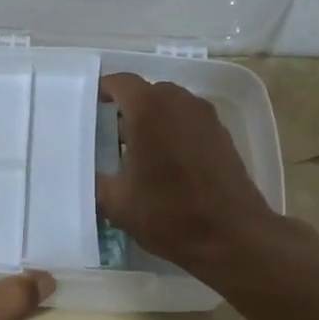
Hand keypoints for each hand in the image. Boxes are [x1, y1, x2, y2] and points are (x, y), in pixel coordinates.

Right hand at [95, 73, 279, 275]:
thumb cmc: (169, 214)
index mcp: (149, 110)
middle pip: (148, 92)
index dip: (104, 90)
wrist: (232, 237)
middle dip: (128, 107)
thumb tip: (86, 173)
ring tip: (138, 150)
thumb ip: (96, 181)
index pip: (121, 82)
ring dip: (154, 120)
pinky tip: (167, 163)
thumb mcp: (117, 203)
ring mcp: (206, 117)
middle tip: (111, 134)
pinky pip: (190, 122)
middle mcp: (179, 102)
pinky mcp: (223, 135)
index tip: (92, 107)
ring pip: (172, 106)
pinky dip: (175, 132)